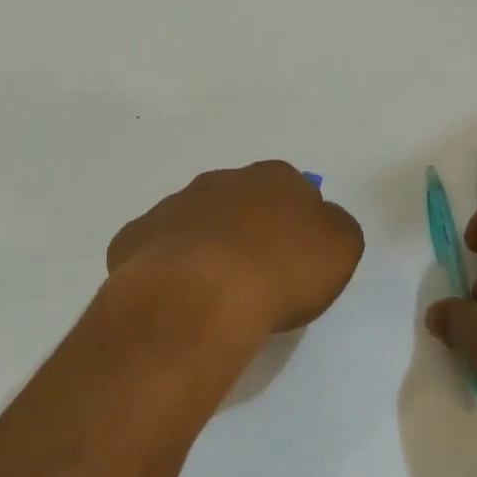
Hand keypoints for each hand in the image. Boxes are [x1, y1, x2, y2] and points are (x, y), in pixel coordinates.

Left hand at [107, 161, 364, 334]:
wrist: (202, 295)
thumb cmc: (281, 271)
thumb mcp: (340, 249)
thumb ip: (334, 228)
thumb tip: (320, 222)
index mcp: (274, 178)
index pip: (292, 189)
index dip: (295, 222)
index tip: (296, 257)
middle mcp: (221, 181)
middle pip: (240, 202)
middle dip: (247, 229)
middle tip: (256, 275)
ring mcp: (173, 206)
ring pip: (196, 222)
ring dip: (206, 247)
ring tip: (214, 293)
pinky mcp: (136, 237)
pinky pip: (158, 250)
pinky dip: (168, 268)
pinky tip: (178, 298)